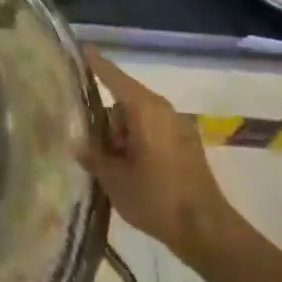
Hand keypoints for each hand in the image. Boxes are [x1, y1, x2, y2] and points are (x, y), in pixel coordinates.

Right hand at [79, 47, 242, 269]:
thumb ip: (92, 155)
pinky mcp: (186, 147)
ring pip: (139, 119)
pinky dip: (137, 142)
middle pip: (125, 100)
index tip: (81, 49)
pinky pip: (152, 132)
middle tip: (86, 141)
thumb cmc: (156, 198)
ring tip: (106, 162)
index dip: (95, 64)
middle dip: (105, 118)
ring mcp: (178, 128)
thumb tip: (76, 142)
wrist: (206, 231)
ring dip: (121, 134)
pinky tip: (127, 167)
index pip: (113, 77)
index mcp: (145, 109)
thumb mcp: (113, 178)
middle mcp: (163, 111)